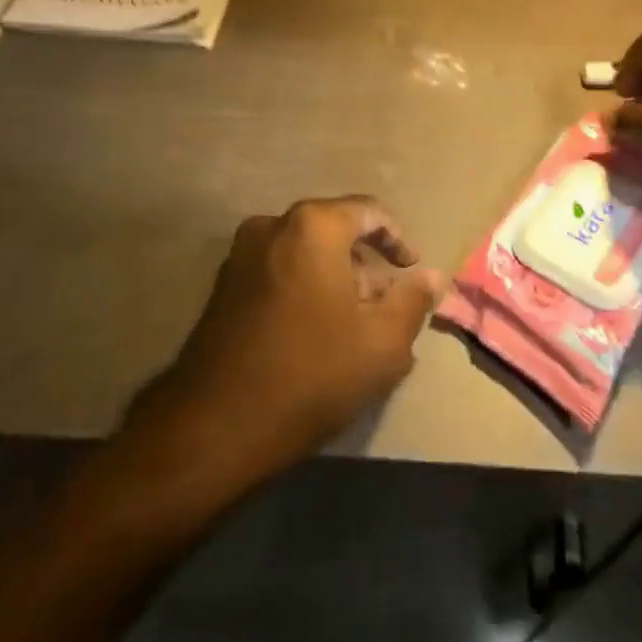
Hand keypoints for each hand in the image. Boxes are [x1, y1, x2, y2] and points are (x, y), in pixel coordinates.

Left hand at [161, 196, 444, 465]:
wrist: (212, 429)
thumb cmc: (309, 375)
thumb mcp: (381, 344)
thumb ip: (412, 302)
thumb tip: (429, 276)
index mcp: (314, 226)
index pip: (369, 212)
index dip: (397, 240)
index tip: (411, 270)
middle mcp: (274, 226)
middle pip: (334, 231)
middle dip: (365, 264)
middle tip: (384, 306)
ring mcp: (241, 256)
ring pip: (305, 253)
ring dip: (334, 279)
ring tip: (354, 325)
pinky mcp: (222, 288)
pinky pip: (278, 272)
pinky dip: (303, 290)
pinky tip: (315, 334)